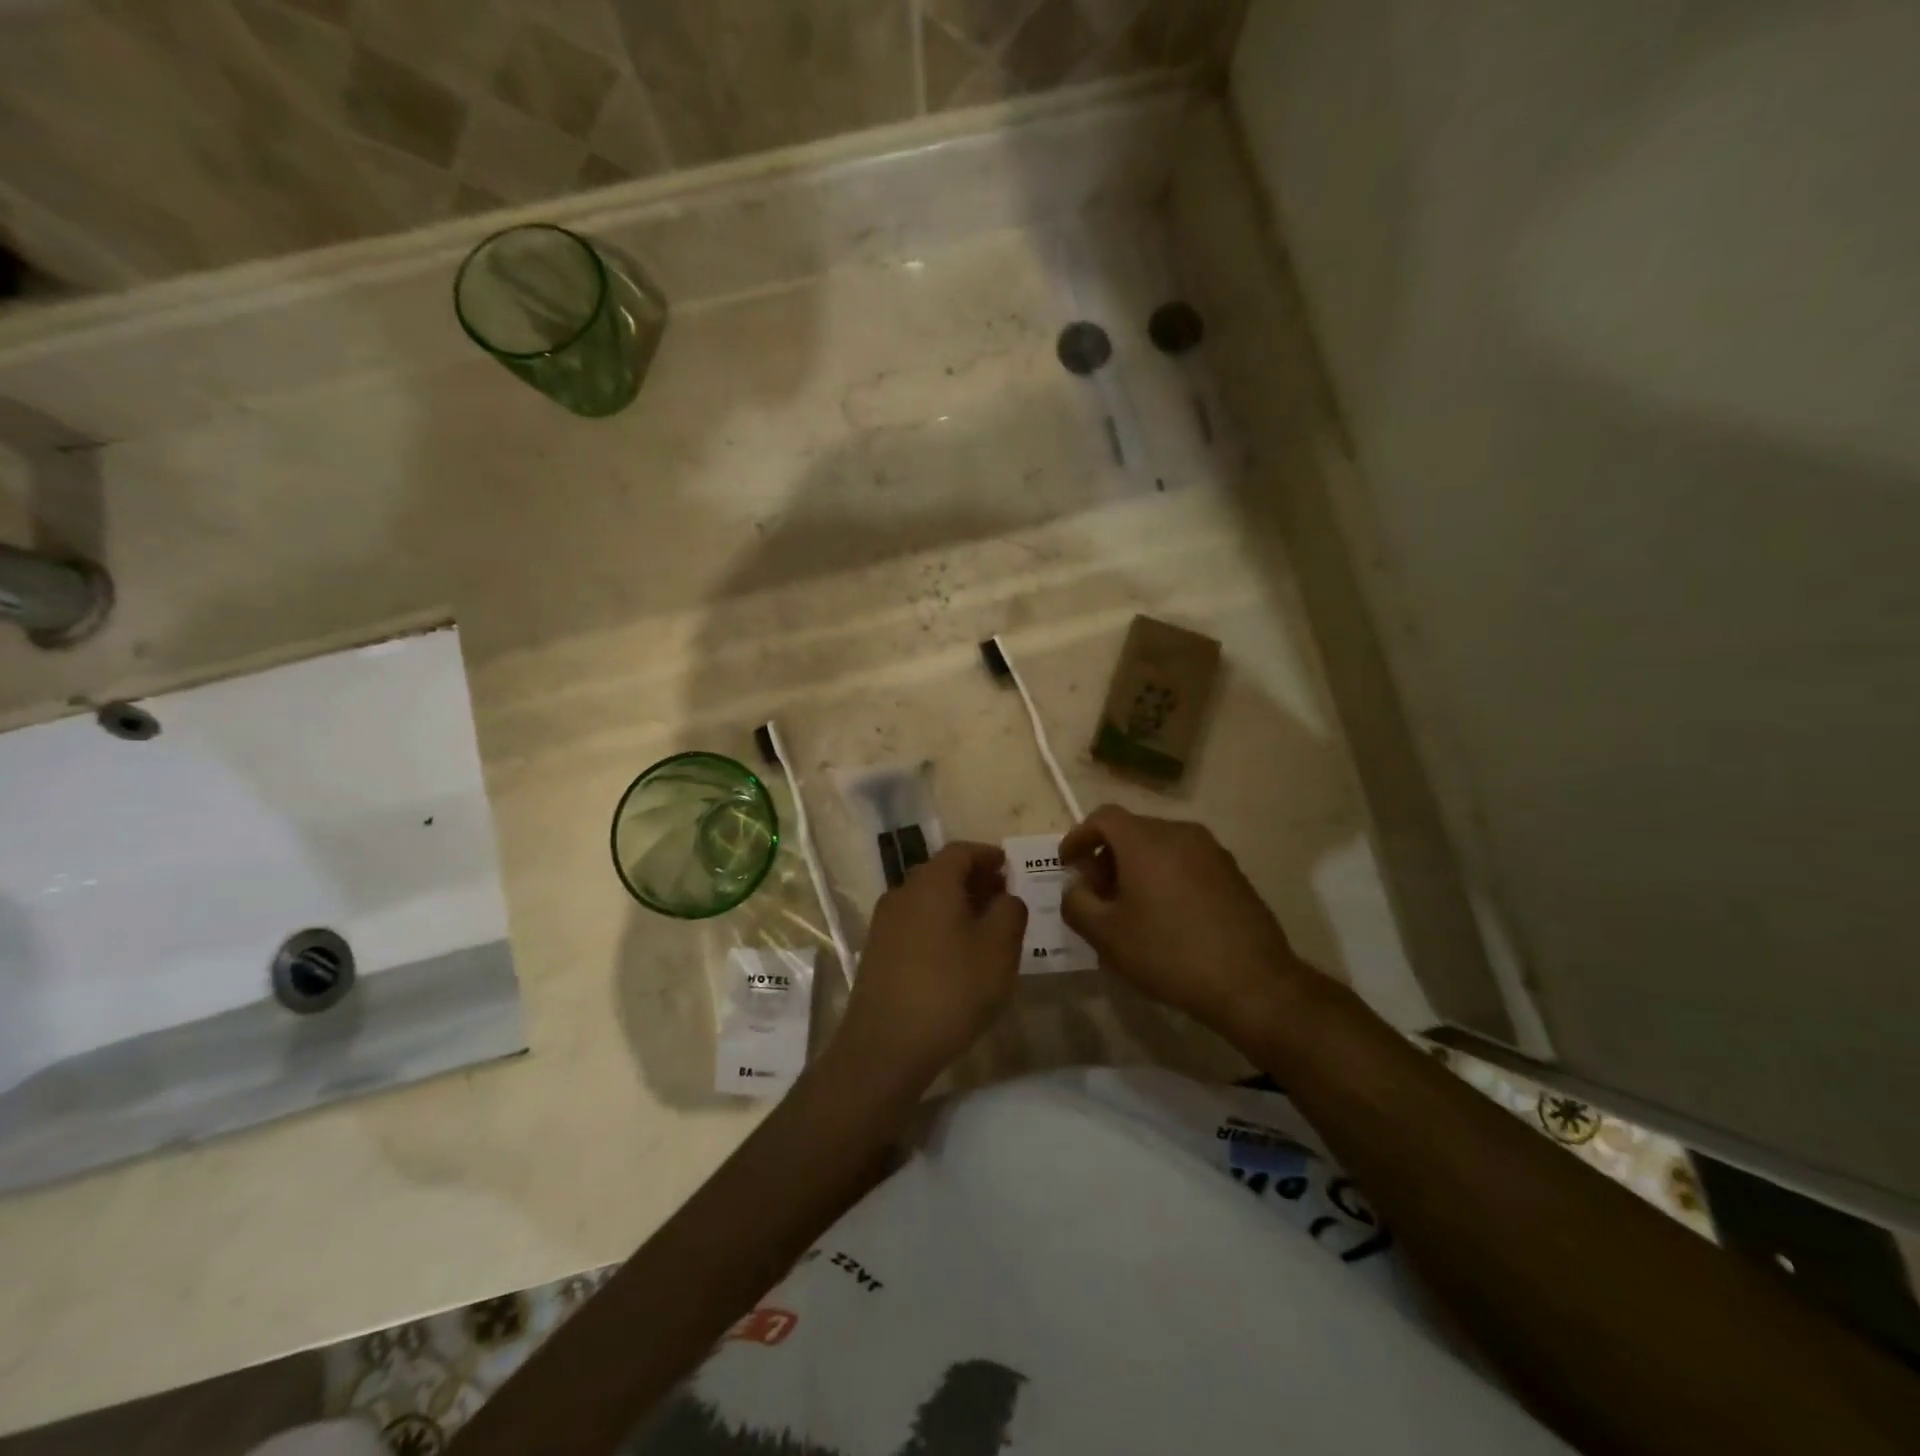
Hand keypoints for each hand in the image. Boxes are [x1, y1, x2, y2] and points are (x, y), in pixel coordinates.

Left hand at [832, 842, 1027, 1091]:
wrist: (886, 1045)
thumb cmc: (951, 989)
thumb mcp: (999, 949)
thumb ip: (1010, 912)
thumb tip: (1006, 896)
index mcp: (932, 882)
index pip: (961, 851)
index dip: (988, 855)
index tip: (1009, 867)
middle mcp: (903, 892)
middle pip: (941, 873)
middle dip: (974, 880)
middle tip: (1002, 898)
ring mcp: (885, 923)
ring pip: (926, 899)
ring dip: (956, 904)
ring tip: (984, 928)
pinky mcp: (877, 951)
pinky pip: (914, 923)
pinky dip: (938, 925)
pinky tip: (955, 954)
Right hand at [1060, 805, 1315, 1033]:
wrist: (1253, 983)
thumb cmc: (1169, 954)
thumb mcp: (1106, 935)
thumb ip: (1077, 903)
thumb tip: (1076, 886)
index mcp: (1146, 840)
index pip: (1103, 818)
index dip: (1079, 837)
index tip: (1067, 864)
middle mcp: (1180, 833)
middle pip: (1132, 830)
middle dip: (1106, 856)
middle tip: (1095, 892)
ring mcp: (1212, 851)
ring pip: (1160, 846)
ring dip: (1136, 867)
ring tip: (1128, 907)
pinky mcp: (1233, 873)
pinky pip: (1185, 862)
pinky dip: (1164, 876)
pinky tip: (1164, 915)